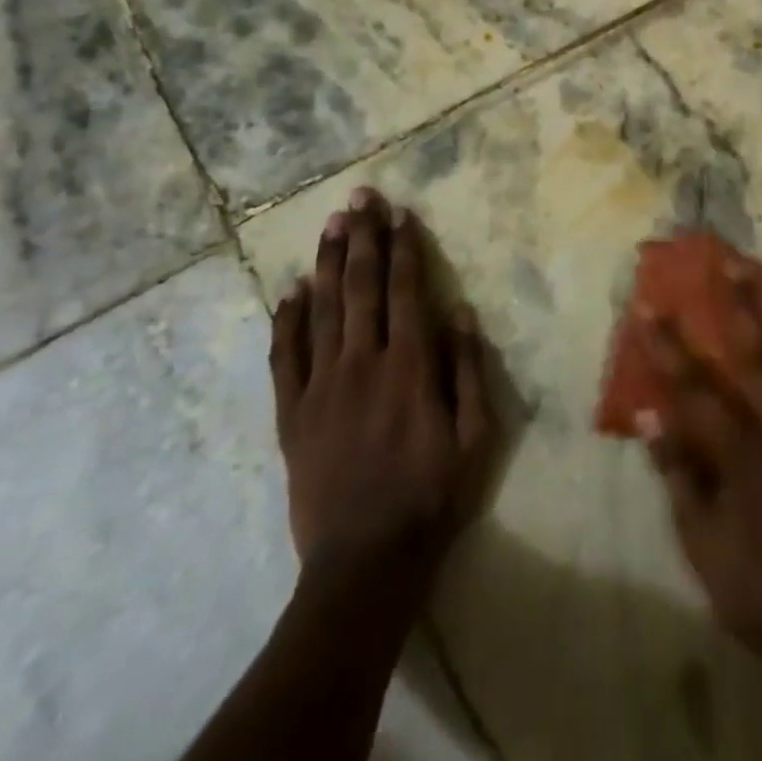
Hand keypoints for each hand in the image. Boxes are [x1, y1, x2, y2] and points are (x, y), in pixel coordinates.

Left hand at [269, 188, 496, 587]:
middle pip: (360, 287)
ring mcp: (321, 387)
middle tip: (360, 197)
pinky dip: (287, 319)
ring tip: (331, 224)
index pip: (405, 290)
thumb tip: (459, 309)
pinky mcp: (292, 414)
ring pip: (321, 310)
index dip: (404, 248)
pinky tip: (290, 290)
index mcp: (409, 366)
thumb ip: (468, 369)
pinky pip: (285, 357)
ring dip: (327, 263)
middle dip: (362, 237)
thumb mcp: (476, 436)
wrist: (366, 563)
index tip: (402, 213)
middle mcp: (362, 363)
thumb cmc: (433, 496)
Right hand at [641, 293, 761, 673]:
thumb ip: (678, 476)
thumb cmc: (753, 590)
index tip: (649, 306)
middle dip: (741, 307)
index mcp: (738, 451)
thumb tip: (652, 419)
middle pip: (756, 358)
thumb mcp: (699, 542)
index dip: (667, 346)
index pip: (693, 387)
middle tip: (733, 264)